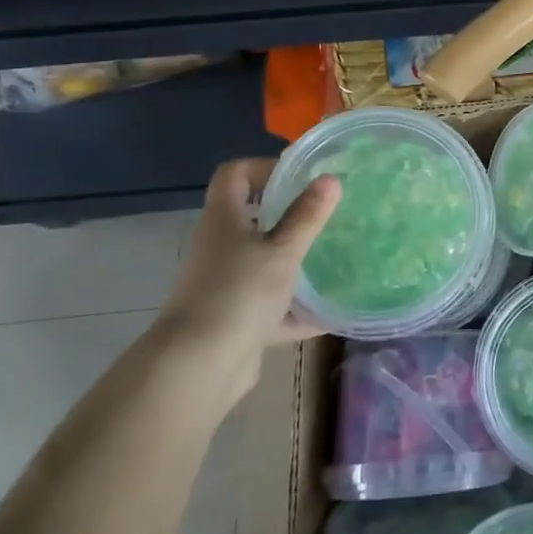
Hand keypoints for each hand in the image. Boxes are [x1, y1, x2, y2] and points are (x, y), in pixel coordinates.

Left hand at [154, 157, 340, 402]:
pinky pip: (270, 306)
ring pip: (262, 264)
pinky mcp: (234, 320)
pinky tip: (330, 314)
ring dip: (293, 263)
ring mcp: (224, 285)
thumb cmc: (239, 292)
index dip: (264, 167)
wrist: (198, 366)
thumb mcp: (283, 250)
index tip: (299, 176)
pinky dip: (296, 310)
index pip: (234, 175)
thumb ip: (307, 216)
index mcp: (224, 220)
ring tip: (333, 259)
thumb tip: (331, 179)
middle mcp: (219, 247)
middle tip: (326, 216)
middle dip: (289, 217)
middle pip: (251, 219)